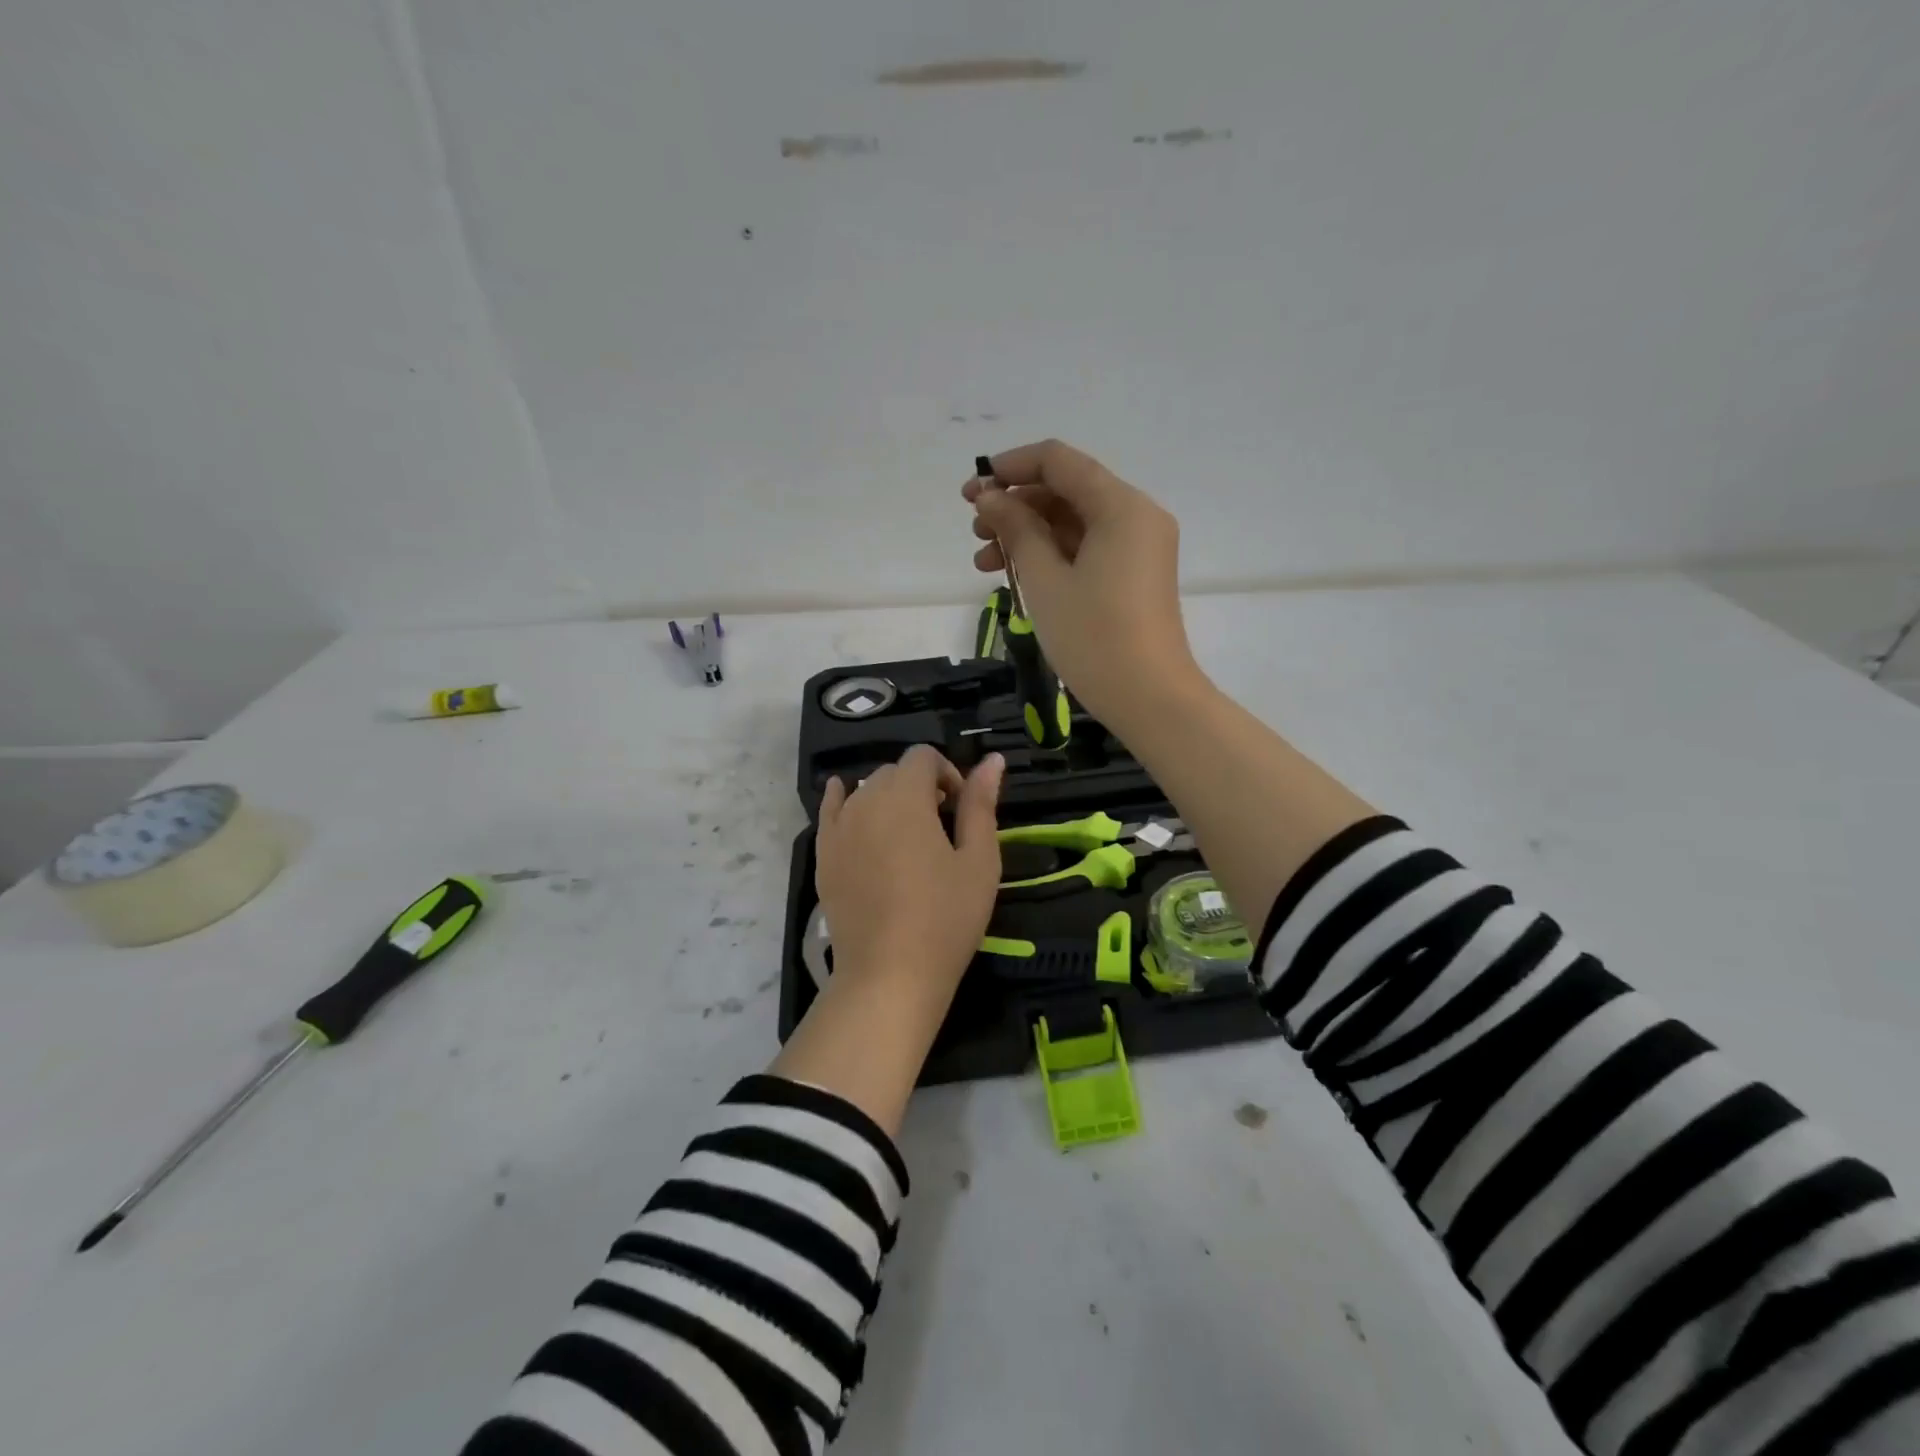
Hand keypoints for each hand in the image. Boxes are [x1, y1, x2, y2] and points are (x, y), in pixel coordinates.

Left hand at [816, 745, 1003, 997]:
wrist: (890, 974)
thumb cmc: (946, 918)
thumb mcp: (979, 860)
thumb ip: (981, 805)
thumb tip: (993, 760)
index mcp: (906, 797)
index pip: (922, 756)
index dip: (947, 773)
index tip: (961, 808)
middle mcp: (865, 801)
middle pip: (893, 772)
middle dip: (920, 786)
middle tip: (941, 826)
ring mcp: (838, 829)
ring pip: (864, 792)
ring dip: (889, 799)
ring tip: (907, 837)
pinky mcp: (823, 855)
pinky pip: (830, 811)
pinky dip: (842, 800)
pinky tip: (848, 800)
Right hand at [964, 440, 1198, 730]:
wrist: (1149, 698)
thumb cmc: (1093, 637)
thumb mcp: (1045, 580)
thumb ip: (1016, 530)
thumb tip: (989, 497)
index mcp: (1121, 506)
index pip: (1058, 461)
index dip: (1010, 468)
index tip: (972, 492)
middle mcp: (1136, 516)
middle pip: (1066, 490)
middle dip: (1016, 505)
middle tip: (975, 531)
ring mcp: (1138, 547)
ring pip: (1073, 522)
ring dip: (1028, 534)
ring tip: (984, 561)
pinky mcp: (1133, 575)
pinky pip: (1087, 549)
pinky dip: (1051, 555)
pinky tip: (1015, 575)